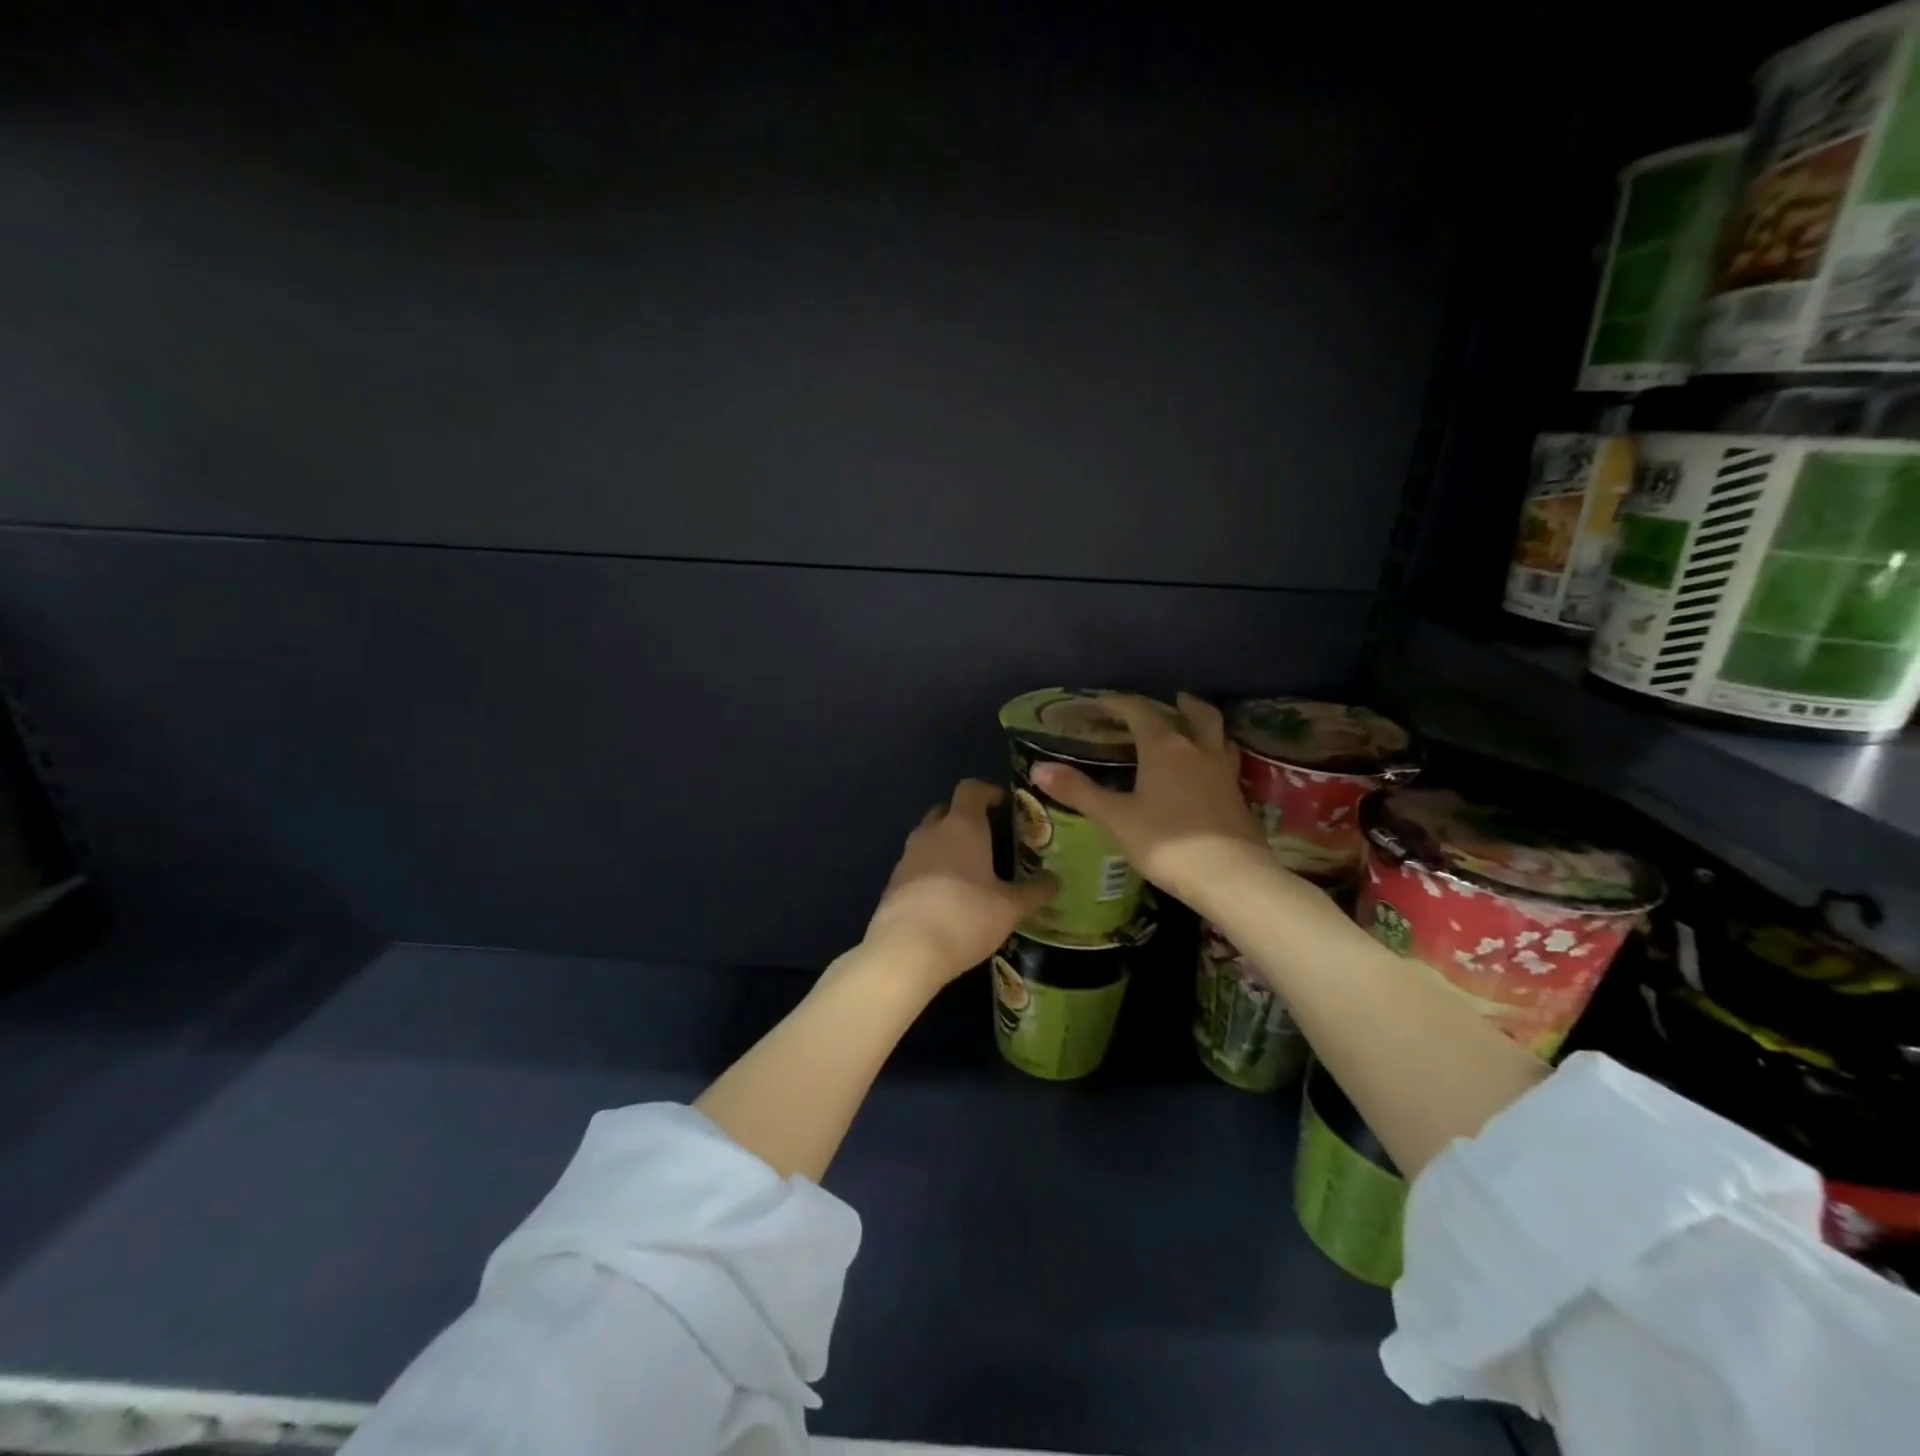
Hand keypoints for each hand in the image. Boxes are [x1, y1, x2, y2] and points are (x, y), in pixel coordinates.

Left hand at [863, 779, 1056, 984]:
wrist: (906, 950)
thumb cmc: (966, 917)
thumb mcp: (1010, 907)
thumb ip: (1035, 890)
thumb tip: (1055, 879)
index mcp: (962, 826)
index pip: (971, 789)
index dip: (987, 791)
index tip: (1004, 805)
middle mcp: (931, 832)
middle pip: (947, 810)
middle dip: (966, 818)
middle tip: (990, 839)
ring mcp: (908, 856)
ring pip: (929, 837)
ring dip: (947, 845)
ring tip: (971, 871)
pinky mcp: (893, 881)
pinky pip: (917, 864)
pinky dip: (932, 870)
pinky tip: (947, 897)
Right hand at [1031, 692, 1270, 913]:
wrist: (1229, 877)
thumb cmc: (1165, 842)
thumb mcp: (1115, 817)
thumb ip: (1078, 791)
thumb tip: (1039, 768)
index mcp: (1164, 747)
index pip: (1139, 712)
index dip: (1118, 704)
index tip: (1099, 704)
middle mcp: (1197, 750)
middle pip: (1194, 713)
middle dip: (1179, 703)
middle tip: (1170, 700)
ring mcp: (1223, 772)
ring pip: (1218, 735)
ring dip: (1204, 724)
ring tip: (1192, 728)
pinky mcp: (1238, 796)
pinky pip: (1227, 760)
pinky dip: (1216, 753)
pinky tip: (1207, 770)